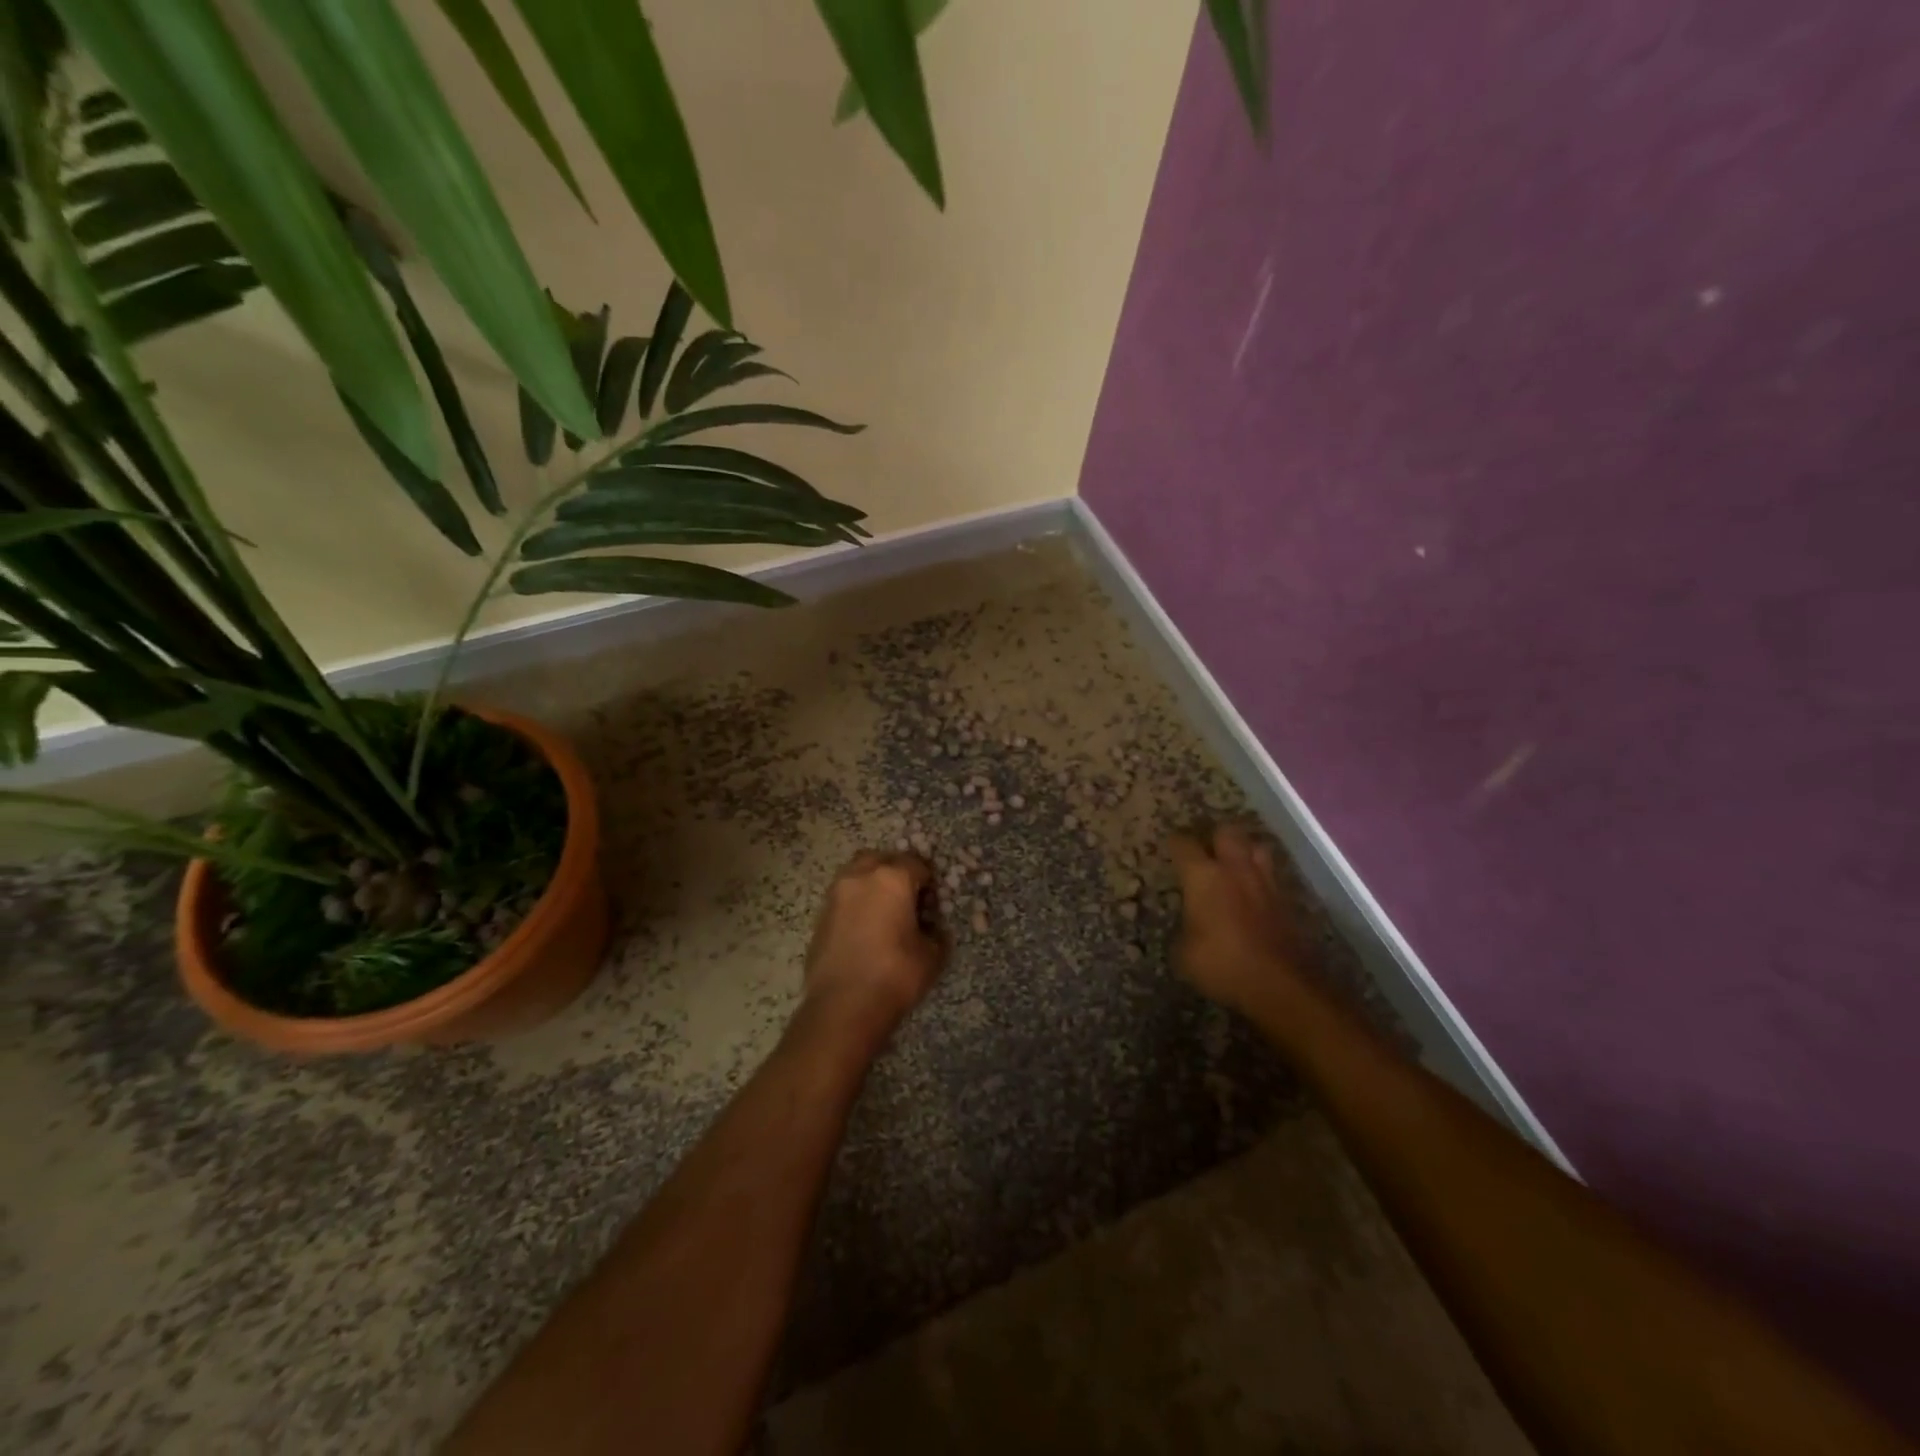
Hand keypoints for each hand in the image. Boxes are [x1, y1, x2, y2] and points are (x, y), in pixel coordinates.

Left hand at [801, 851, 947, 1035]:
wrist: (842, 1006)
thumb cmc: (894, 975)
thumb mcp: (932, 956)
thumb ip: (936, 933)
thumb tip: (932, 929)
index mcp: (892, 878)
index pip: (917, 864)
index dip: (928, 882)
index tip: (932, 903)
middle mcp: (860, 876)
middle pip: (882, 859)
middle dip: (896, 873)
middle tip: (907, 900)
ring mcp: (836, 894)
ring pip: (857, 874)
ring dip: (872, 884)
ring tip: (884, 914)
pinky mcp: (820, 915)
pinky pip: (843, 897)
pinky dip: (856, 904)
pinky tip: (864, 930)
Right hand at [1170, 824, 1307, 1014]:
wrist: (1281, 985)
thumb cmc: (1222, 964)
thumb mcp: (1183, 954)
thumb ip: (1183, 930)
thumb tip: (1188, 927)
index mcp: (1203, 876)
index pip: (1183, 844)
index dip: (1174, 843)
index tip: (1169, 848)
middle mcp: (1235, 869)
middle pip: (1227, 832)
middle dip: (1214, 837)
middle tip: (1205, 851)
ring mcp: (1265, 883)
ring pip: (1257, 848)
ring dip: (1245, 851)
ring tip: (1234, 865)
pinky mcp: (1287, 902)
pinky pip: (1272, 877)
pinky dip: (1261, 879)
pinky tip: (1254, 894)